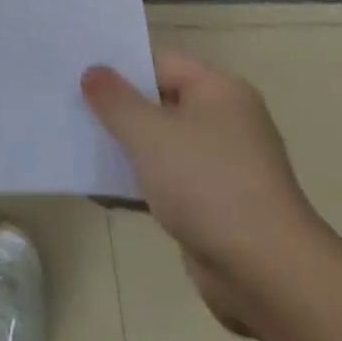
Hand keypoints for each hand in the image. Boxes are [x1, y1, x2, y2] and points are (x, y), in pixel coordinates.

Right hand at [83, 52, 327, 334]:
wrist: (269, 277)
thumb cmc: (208, 185)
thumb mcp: (148, 133)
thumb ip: (114, 99)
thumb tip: (92, 72)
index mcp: (219, 90)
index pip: (159, 63)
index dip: (119, 67)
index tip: (80, 74)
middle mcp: (227, 121)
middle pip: (160, 103)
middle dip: (119, 110)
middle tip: (72, 107)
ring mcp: (225, 167)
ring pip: (163, 146)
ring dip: (128, 150)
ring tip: (79, 146)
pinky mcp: (219, 208)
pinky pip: (171, 183)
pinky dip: (143, 184)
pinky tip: (105, 190)